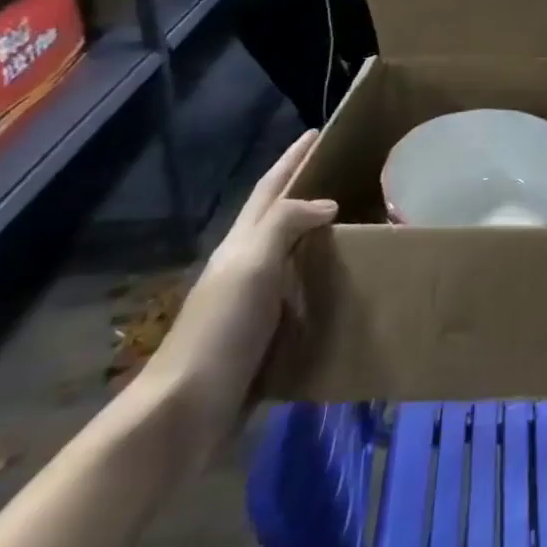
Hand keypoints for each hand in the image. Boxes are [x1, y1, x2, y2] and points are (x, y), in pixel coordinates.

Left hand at [133, 133, 335, 471]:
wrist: (185, 412)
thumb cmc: (220, 329)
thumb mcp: (251, 264)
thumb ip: (285, 224)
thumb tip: (327, 204)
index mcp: (241, 245)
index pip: (270, 189)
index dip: (291, 160)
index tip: (317, 133)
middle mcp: (247, 268)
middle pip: (280, 218)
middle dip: (308, 192)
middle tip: (350, 176)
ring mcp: (255, 304)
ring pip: (294, 257)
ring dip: (322, 238)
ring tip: (360, 226)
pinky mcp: (267, 338)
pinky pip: (303, 295)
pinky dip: (325, 282)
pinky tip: (349, 285)